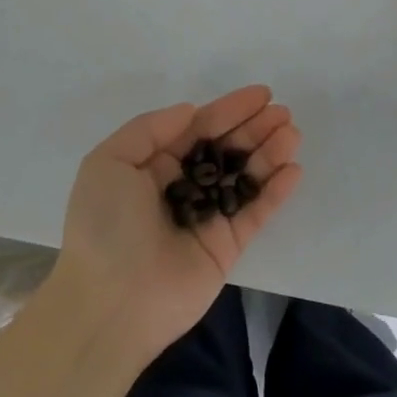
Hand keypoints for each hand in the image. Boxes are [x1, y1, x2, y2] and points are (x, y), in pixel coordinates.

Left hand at [55, 86, 301, 364]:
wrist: (111, 303)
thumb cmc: (104, 225)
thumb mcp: (109, 162)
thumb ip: (150, 129)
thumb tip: (190, 111)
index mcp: (152, 166)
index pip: (197, 129)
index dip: (228, 109)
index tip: (260, 94)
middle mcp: (181, 187)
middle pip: (225, 149)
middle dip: (254, 128)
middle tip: (283, 112)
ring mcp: (206, 217)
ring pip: (244, 178)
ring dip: (269, 154)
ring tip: (292, 133)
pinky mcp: (226, 247)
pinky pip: (254, 213)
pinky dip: (274, 191)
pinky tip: (292, 170)